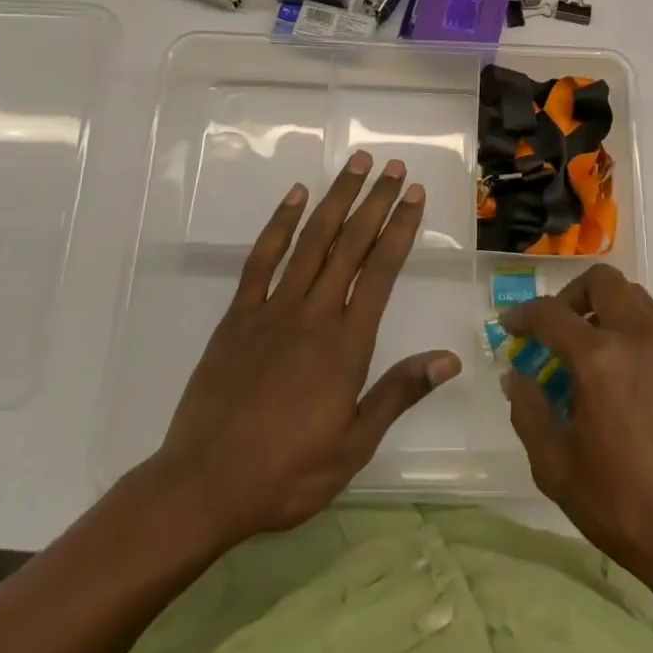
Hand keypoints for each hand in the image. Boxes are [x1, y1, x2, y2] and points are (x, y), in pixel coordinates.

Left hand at [145, 152, 460, 550]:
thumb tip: (450, 358)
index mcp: (346, 344)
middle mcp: (314, 314)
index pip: (382, 271)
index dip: (400, 228)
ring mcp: (273, 309)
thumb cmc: (286, 472)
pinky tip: (295, 196)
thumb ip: (399, 394)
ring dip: (336, 199)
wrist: (202, 486)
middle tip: (393, 166)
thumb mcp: (353, 446)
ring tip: (355, 165)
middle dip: (375, 201)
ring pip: (312, 241)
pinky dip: (279, 224)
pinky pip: (262, 259)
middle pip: (351, 244)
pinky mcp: (238, 315)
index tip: (414, 194)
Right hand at [501, 265, 652, 605]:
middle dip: (572, 297)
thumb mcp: (558, 470)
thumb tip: (516, 376)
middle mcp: (642, 336)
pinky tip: (631, 387)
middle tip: (558, 332)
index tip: (510, 326)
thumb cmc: (627, 508)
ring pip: (636, 300)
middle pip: (603, 282)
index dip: (523, 315)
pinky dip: (636, 338)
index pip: (551, 313)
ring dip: (607, 313)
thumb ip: (529, 413)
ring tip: (594, 360)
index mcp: (602, 358)